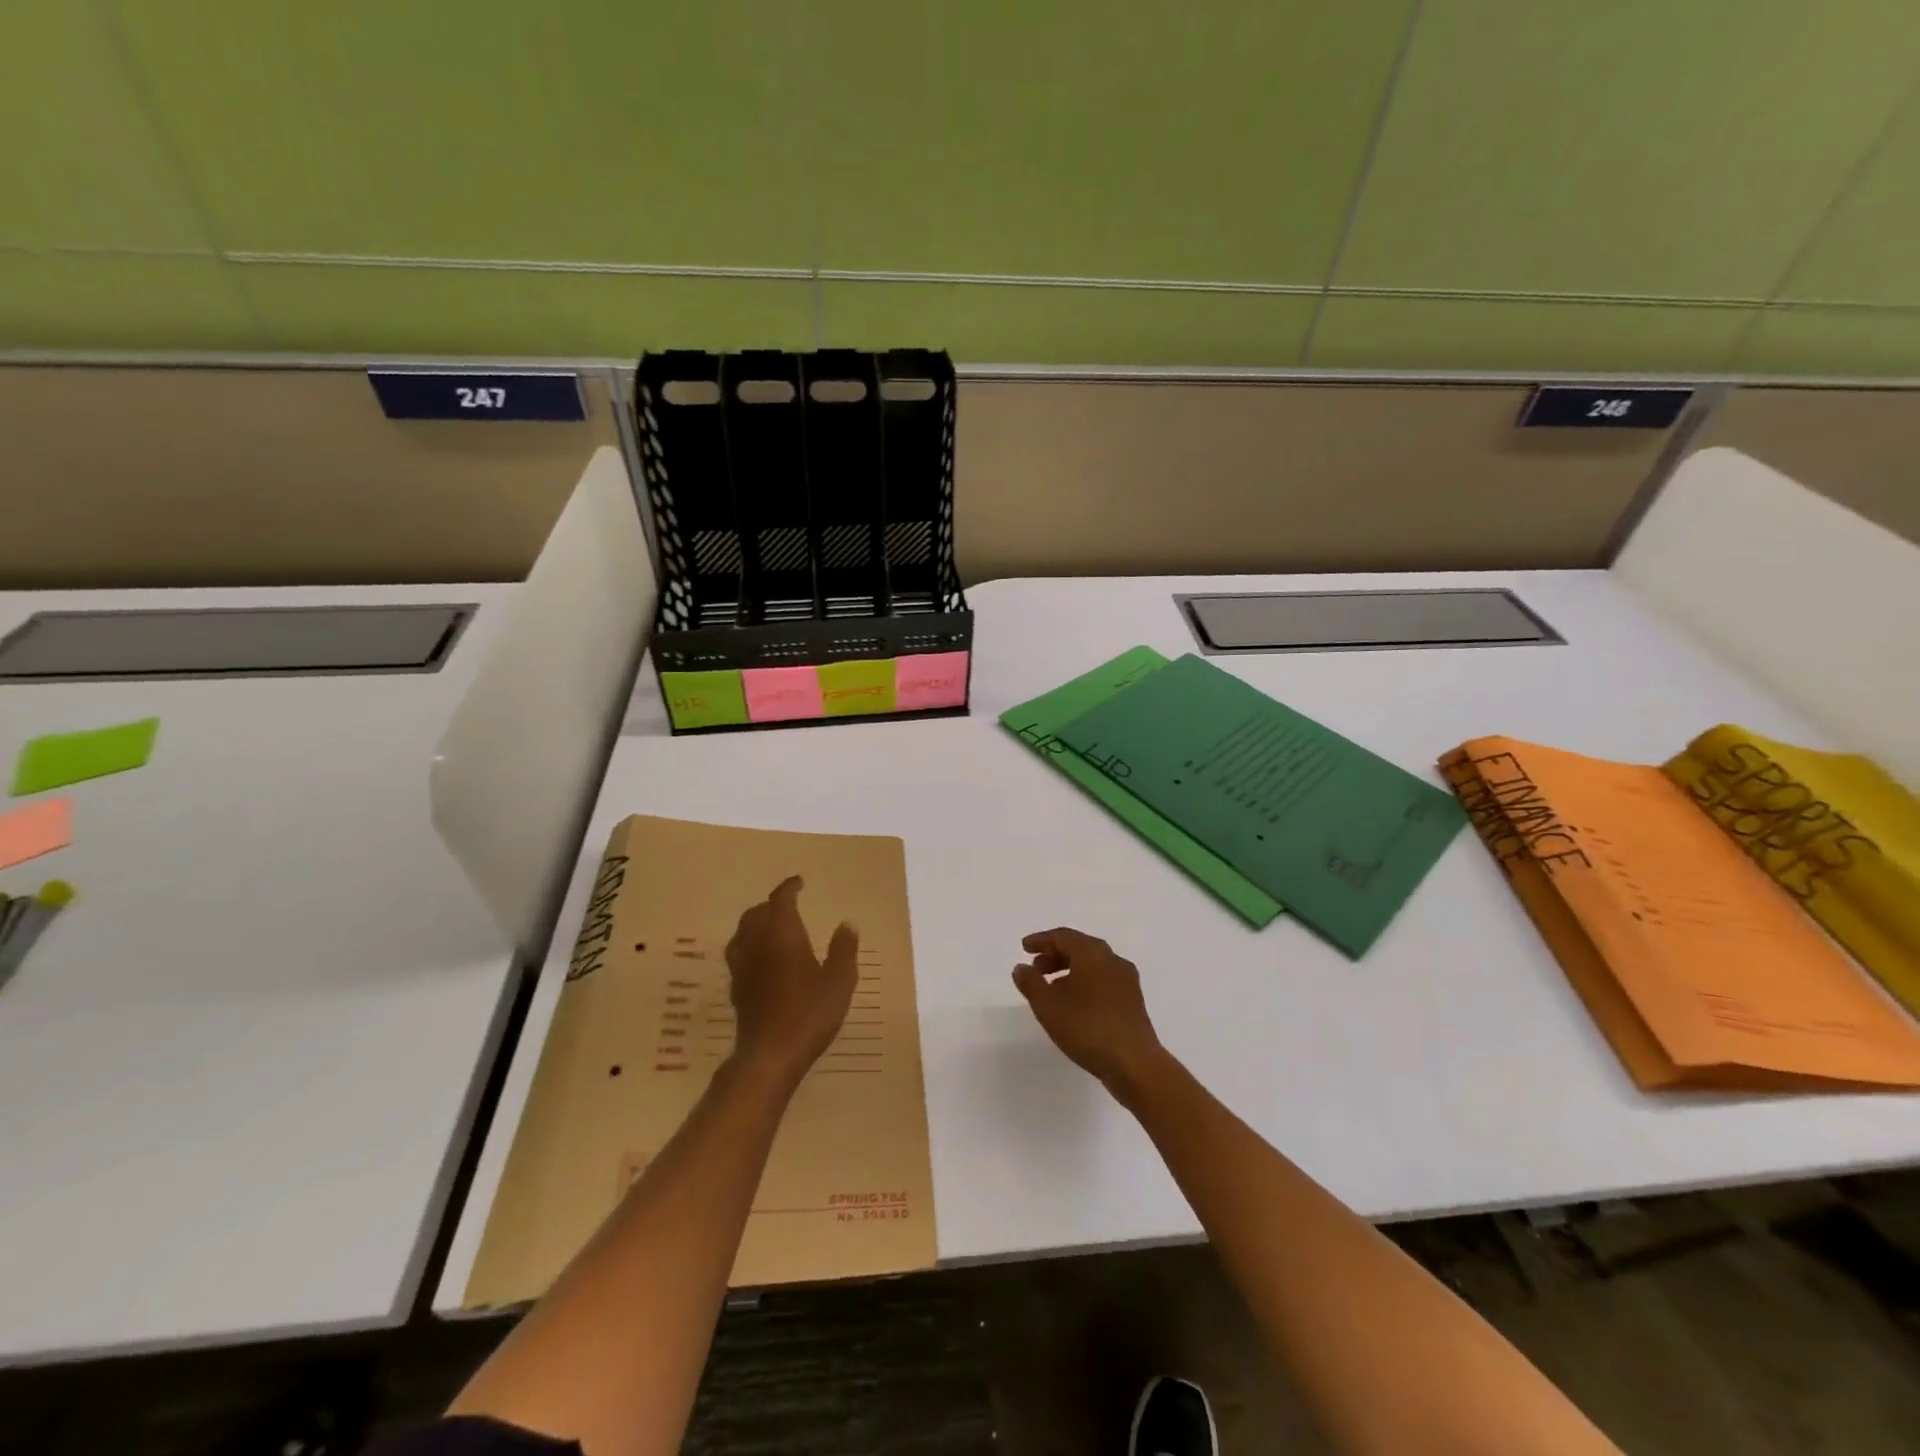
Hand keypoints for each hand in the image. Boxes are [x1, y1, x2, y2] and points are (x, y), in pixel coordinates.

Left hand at [726, 876, 857, 1087]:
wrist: (769, 1054)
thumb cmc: (809, 1013)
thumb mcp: (839, 981)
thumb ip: (843, 950)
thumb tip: (847, 924)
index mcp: (782, 934)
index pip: (780, 900)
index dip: (789, 888)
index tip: (799, 882)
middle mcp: (757, 944)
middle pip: (756, 913)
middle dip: (771, 904)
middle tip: (788, 905)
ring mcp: (742, 966)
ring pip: (743, 932)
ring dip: (756, 923)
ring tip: (772, 927)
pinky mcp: (736, 988)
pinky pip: (739, 953)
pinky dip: (750, 945)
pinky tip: (762, 959)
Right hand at [1012, 928, 1166, 1090]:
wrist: (1135, 1064)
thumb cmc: (1087, 1029)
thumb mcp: (1048, 1007)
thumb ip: (1031, 983)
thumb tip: (1021, 967)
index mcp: (1092, 954)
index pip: (1063, 936)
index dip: (1041, 940)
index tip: (1024, 948)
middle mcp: (1112, 959)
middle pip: (1080, 946)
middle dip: (1055, 954)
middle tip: (1036, 968)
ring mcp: (1126, 979)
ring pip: (1093, 963)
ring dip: (1069, 968)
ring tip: (1051, 988)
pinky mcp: (1133, 999)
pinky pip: (1103, 978)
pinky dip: (1085, 981)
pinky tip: (1074, 1003)